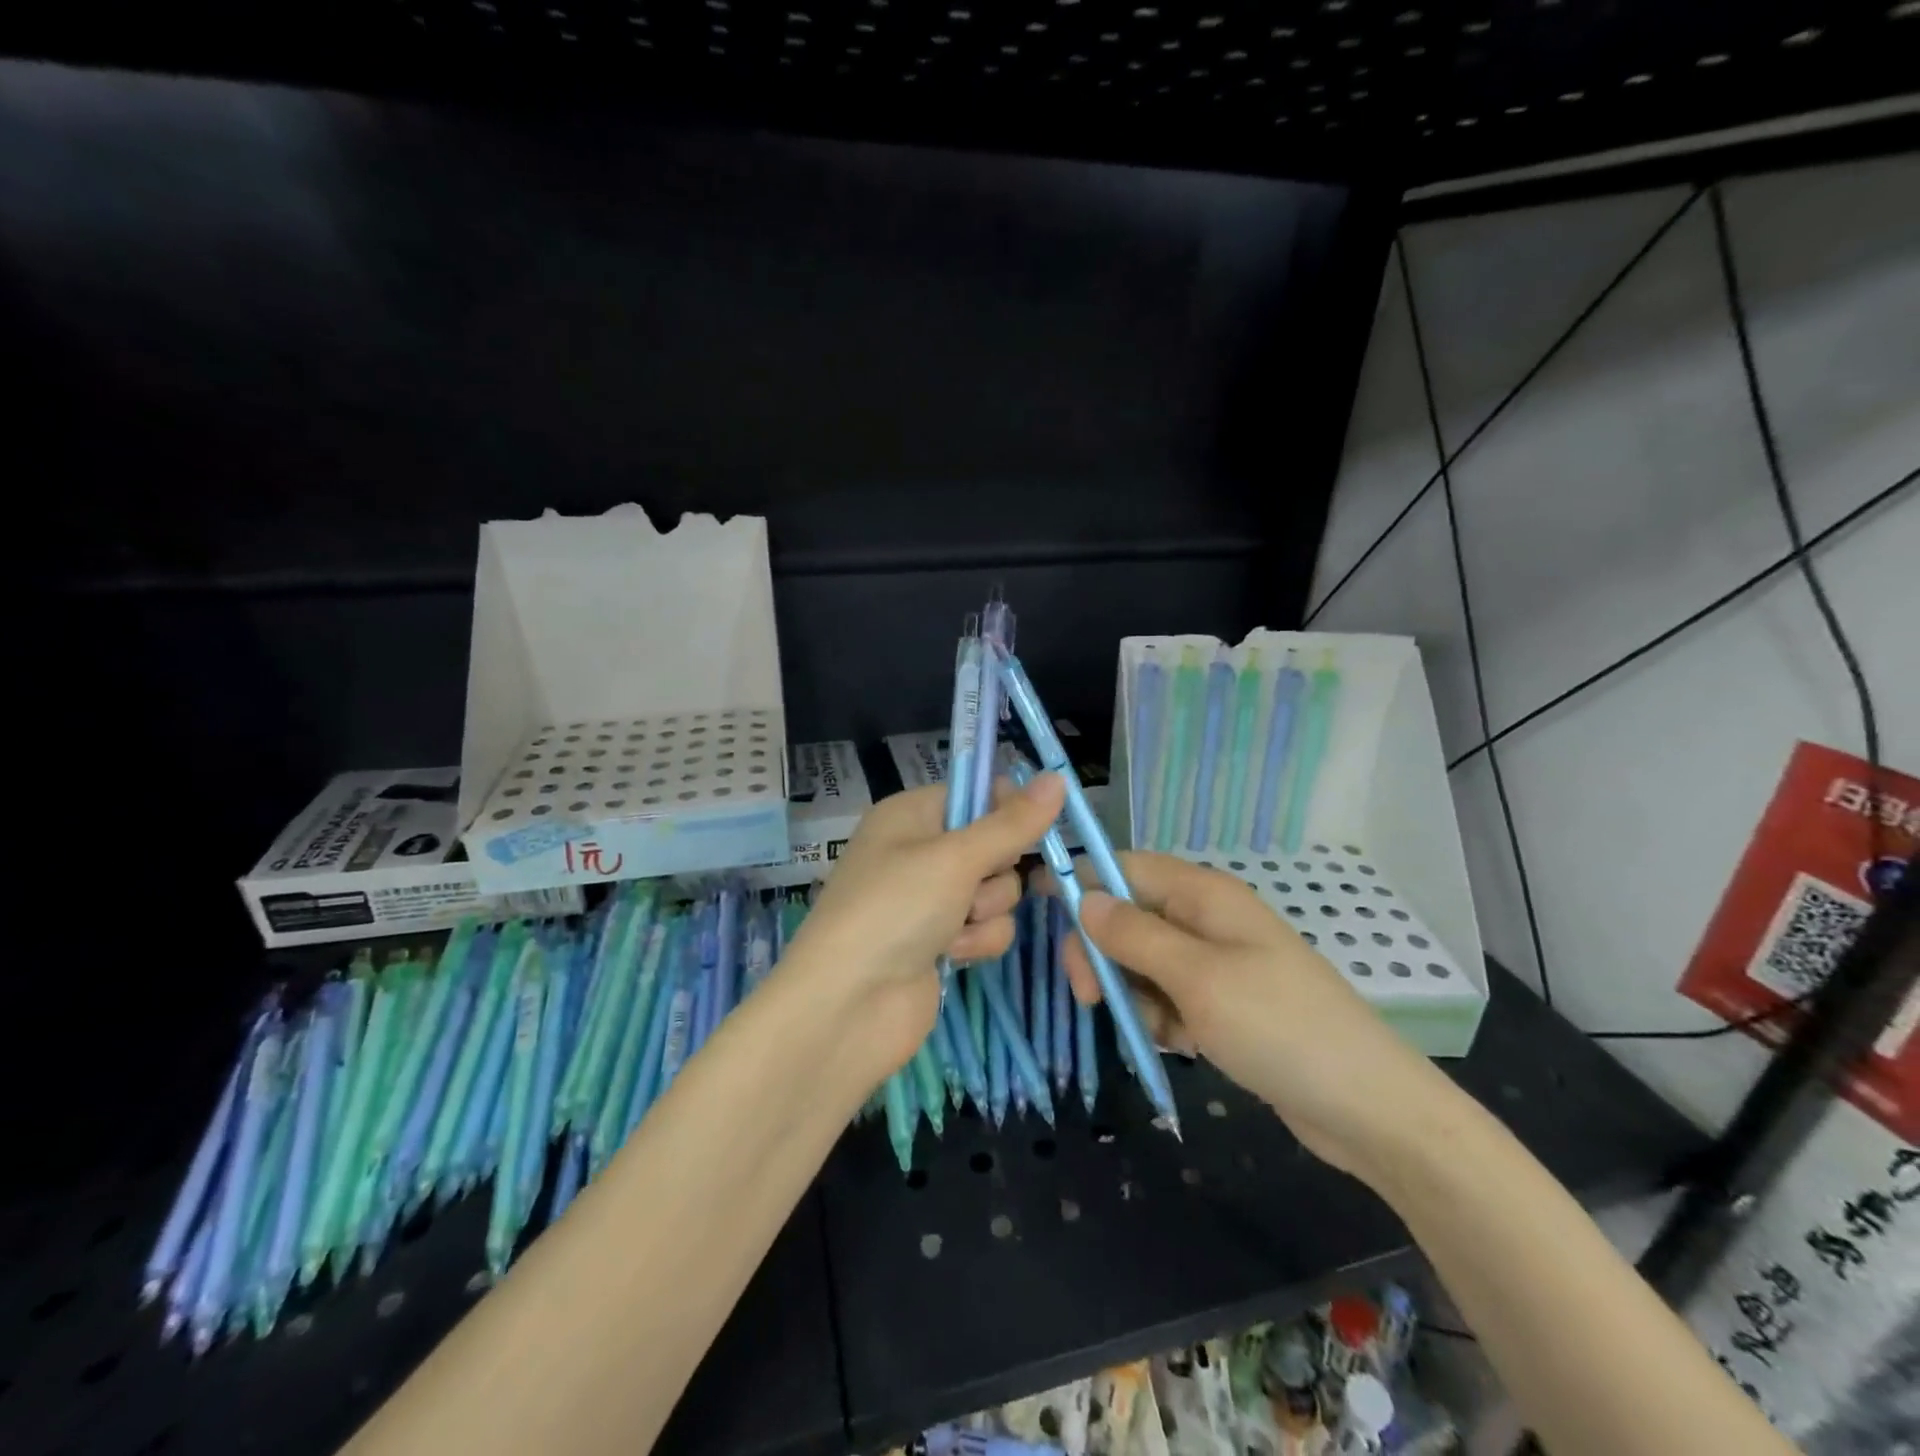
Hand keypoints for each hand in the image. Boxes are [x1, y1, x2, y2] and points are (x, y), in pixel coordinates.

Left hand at [778, 772, 1068, 1078]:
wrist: (848, 1005)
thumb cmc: (895, 909)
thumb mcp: (956, 858)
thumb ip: (1012, 823)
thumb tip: (1058, 777)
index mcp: (911, 814)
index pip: (974, 793)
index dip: (1005, 808)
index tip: (1028, 826)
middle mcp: (920, 851)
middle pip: (993, 844)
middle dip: (995, 872)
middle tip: (973, 886)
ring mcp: (931, 899)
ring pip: (997, 890)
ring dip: (986, 911)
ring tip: (953, 928)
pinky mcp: (943, 941)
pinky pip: (987, 927)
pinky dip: (977, 941)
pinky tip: (952, 955)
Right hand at [1050, 852, 1448, 1180]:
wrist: (1368, 1108)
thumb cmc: (1279, 1028)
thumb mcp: (1197, 978)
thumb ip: (1134, 935)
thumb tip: (1084, 897)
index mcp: (1204, 895)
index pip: (1126, 866)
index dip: (1082, 880)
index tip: (1038, 906)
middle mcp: (1207, 919)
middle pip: (1129, 917)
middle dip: (1102, 953)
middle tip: (1090, 998)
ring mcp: (1217, 963)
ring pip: (1143, 962)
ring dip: (1134, 995)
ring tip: (1160, 1031)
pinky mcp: (1224, 1003)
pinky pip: (1169, 997)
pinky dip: (1162, 1019)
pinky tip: (1182, 1045)